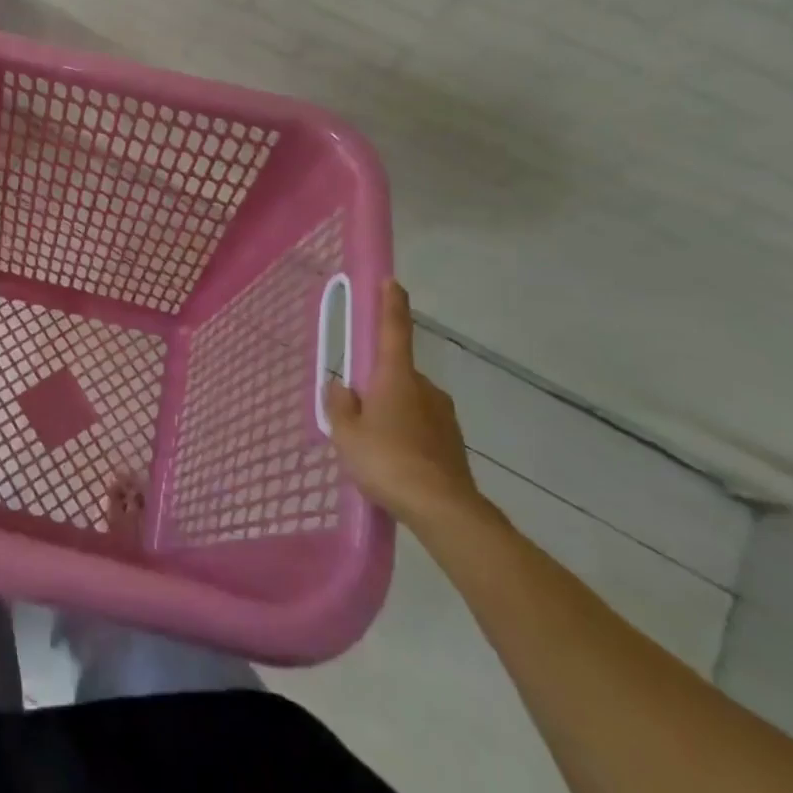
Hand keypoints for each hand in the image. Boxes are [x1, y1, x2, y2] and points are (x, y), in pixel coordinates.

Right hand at [324, 281, 481, 529]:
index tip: (392, 282)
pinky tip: (394, 462)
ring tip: (373, 446)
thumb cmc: (387, 461)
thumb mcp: (346, 433)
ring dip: (392, 412)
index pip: (393, 330)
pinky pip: (421, 427)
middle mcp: (424, 388)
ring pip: (409, 402)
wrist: (443, 510)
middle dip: (377, 384)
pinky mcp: (453, 443)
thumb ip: (339, 405)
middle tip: (357, 411)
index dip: (391, 304)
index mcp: (396, 377)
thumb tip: (341, 387)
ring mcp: (443, 416)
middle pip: (396, 373)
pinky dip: (407, 435)